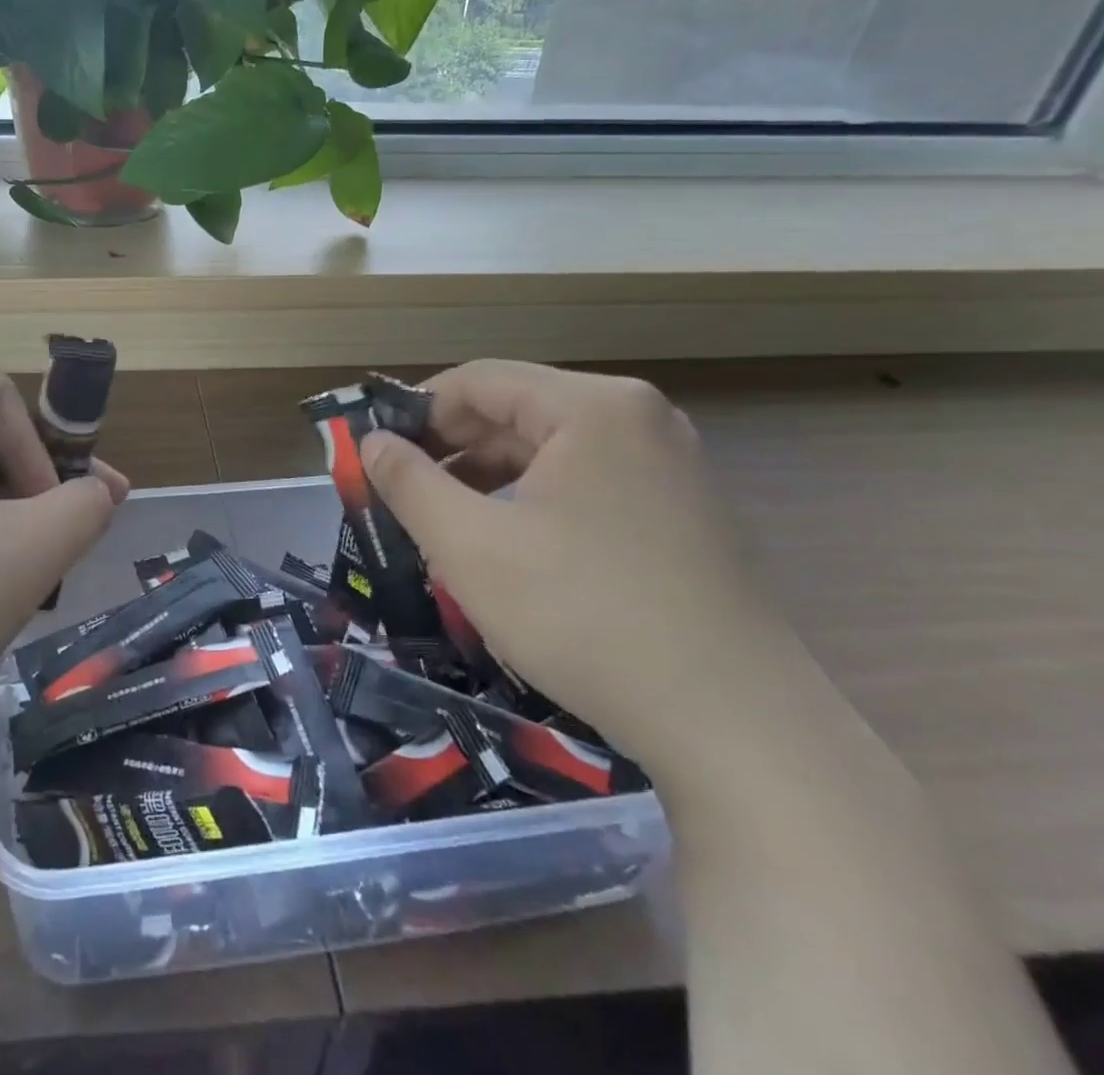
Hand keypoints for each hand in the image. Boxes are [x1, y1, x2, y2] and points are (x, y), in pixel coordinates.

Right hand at [360, 360, 801, 771]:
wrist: (736, 727)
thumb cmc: (584, 615)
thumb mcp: (470, 545)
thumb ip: (408, 482)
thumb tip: (370, 443)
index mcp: (593, 407)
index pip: (479, 380)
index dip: (414, 412)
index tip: (373, 453)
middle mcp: (639, 419)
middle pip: (516, 410)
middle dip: (449, 448)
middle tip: (400, 492)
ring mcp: (669, 465)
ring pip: (549, 449)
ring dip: (486, 477)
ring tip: (442, 522)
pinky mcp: (681, 511)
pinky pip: (584, 482)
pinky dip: (531, 500)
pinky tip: (503, 544)